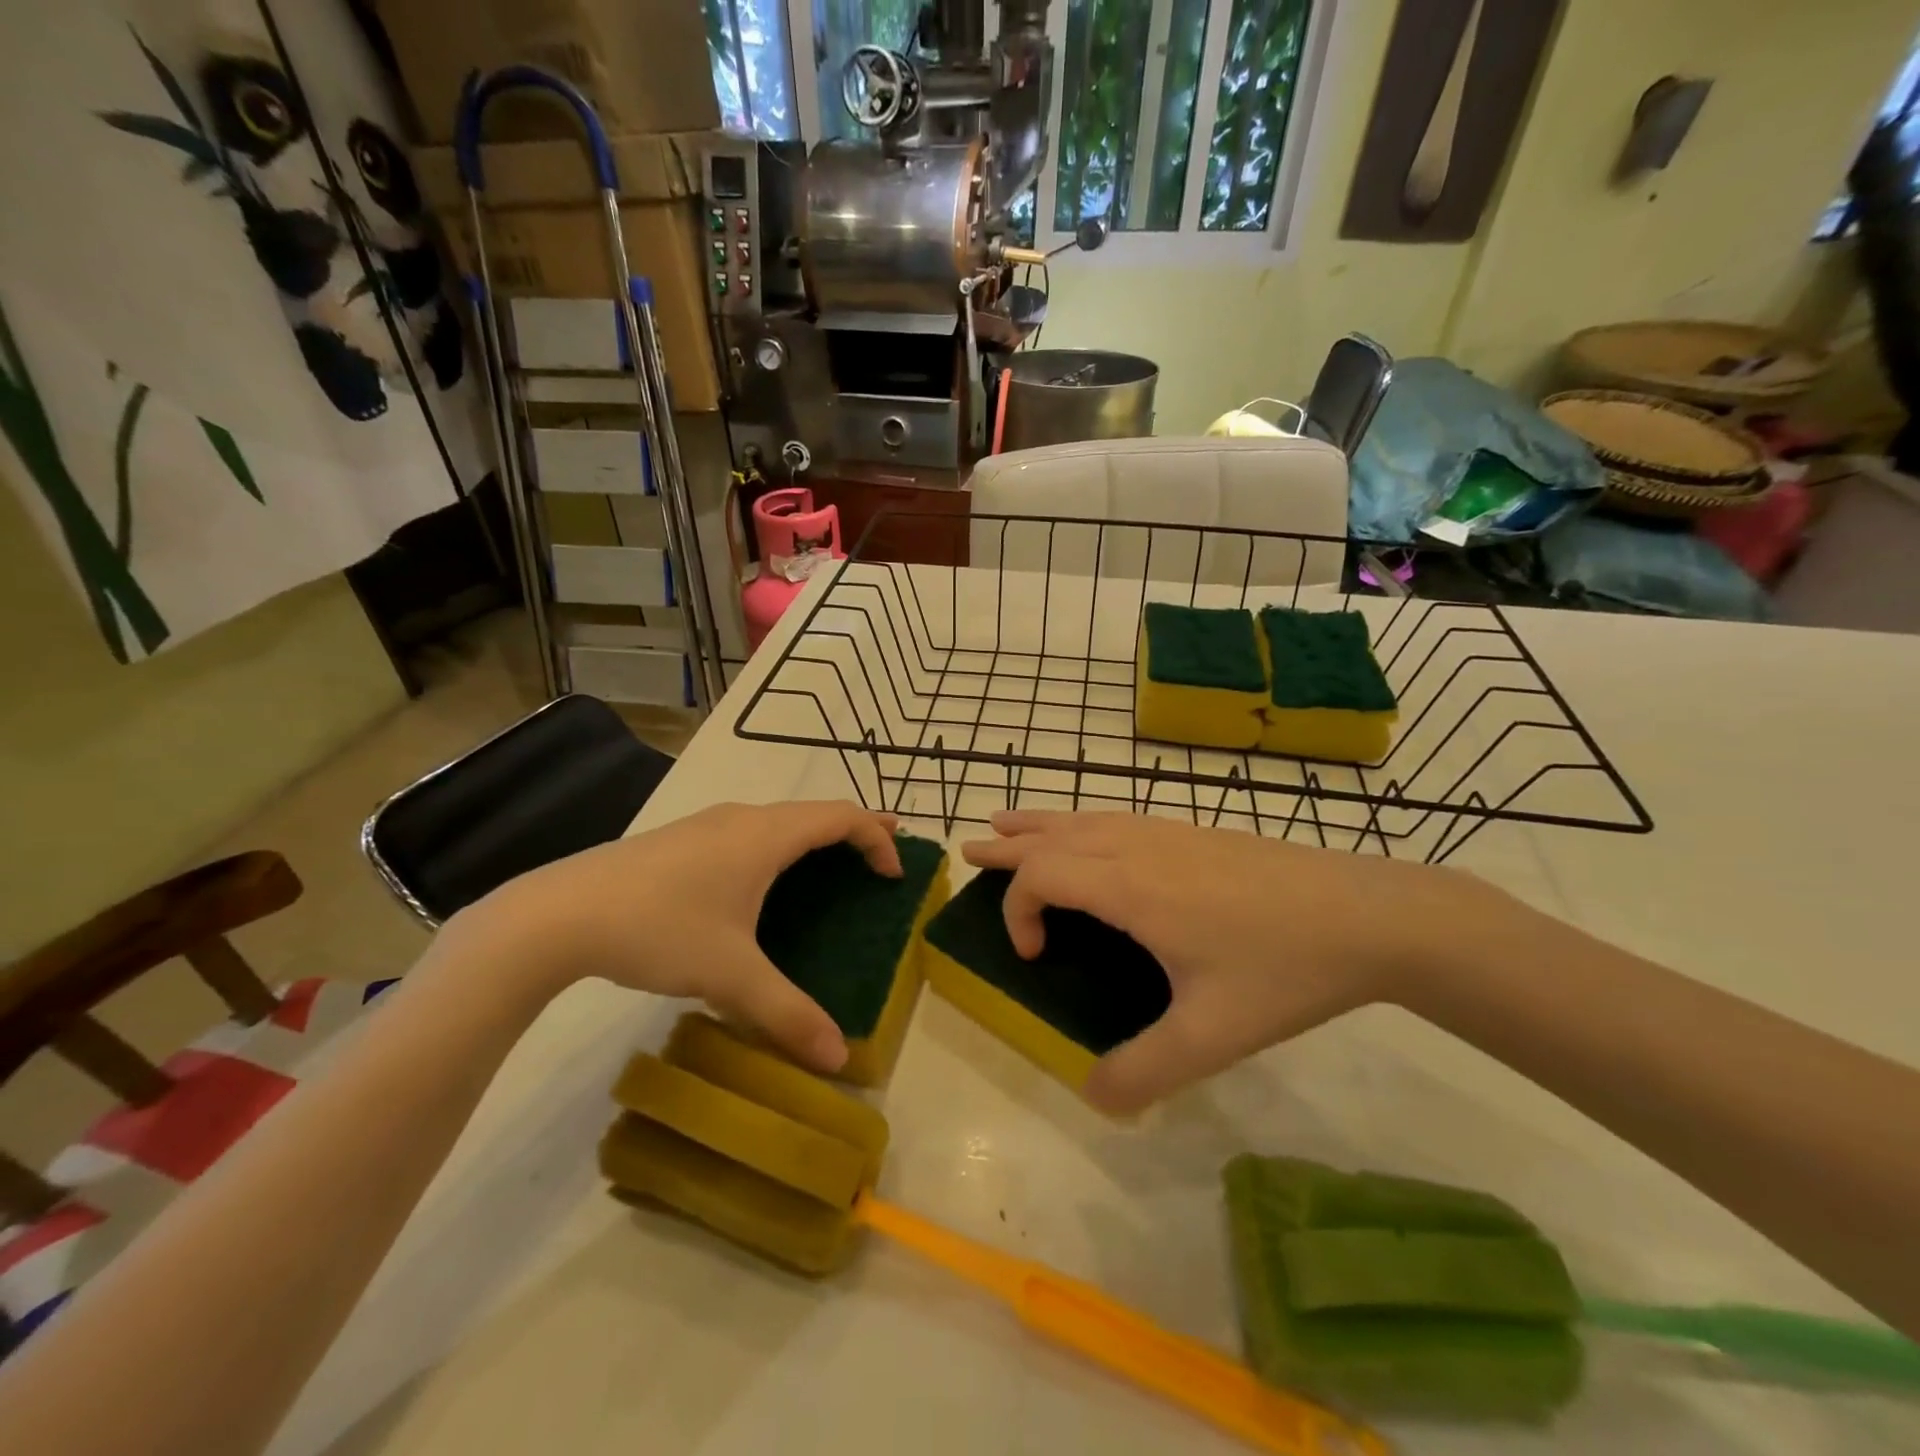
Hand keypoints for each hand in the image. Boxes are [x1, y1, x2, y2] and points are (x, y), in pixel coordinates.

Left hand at [461, 801, 901, 1072]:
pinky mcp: (682, 839)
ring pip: (779, 819)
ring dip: (815, 836)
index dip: (877, 838)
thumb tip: (838, 1059)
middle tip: (884, 855)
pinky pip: (751, 832)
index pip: (841, 817)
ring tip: (832, 864)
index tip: (894, 874)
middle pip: (815, 811)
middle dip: (855, 830)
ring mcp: (708, 824)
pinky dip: (781, 845)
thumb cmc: (659, 929)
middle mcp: (743, 818)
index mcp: (766, 836)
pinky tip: (763, 883)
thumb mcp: (729, 975)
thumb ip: (787, 1013)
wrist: (558, 914)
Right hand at [963, 811, 1498, 1112]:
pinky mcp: (1191, 830)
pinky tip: (1087, 833)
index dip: (1017, 911)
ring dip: (1038, 824)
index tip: (1033, 957)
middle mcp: (1136, 847)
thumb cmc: (1283, 969)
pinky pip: (1112, 817)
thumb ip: (1147, 1072)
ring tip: (1006, 824)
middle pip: (1052, 836)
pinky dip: (1077, 820)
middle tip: (968, 854)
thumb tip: (1092, 1099)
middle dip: (1006, 849)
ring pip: (1082, 817)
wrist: (1366, 913)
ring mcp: (1165, 832)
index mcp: (1130, 887)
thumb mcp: (1212, 1035)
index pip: (1042, 876)